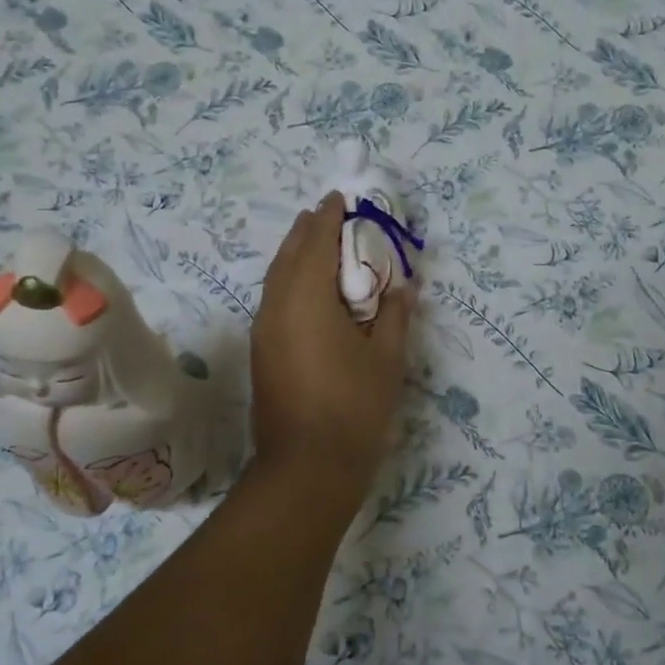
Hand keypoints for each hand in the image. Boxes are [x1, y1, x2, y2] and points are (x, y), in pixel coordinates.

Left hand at [251, 193, 411, 510]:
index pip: (317, 243)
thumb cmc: (354, 408)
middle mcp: (278, 306)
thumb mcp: (387, 360)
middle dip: (307, 230)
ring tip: (315, 242)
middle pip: (289, 255)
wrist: (306, 467)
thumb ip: (395, 316)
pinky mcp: (261, 351)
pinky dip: (289, 281)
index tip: (339, 197)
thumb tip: (403, 287)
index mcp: (308, 299)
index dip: (329, 217)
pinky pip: (273, 299)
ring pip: (276, 278)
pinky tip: (306, 289)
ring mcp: (264, 330)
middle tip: (327, 213)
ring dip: (295, 255)